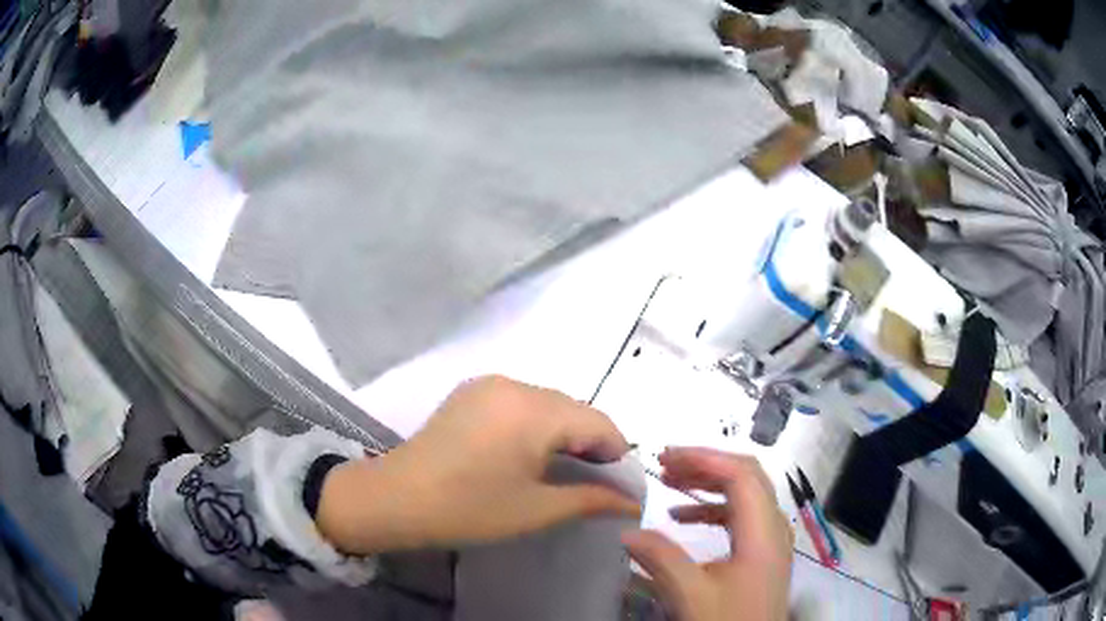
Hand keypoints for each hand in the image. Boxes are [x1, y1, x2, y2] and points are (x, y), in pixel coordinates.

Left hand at [317, 375, 640, 554]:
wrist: (395, 498)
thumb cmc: (469, 509)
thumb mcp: (536, 510)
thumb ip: (591, 499)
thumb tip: (631, 501)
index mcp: (535, 410)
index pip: (599, 422)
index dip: (616, 453)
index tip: (617, 486)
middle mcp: (515, 384)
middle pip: (573, 409)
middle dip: (590, 442)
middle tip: (591, 483)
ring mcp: (489, 384)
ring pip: (547, 403)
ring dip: (563, 432)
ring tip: (559, 469)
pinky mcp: (470, 392)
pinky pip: (520, 401)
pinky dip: (535, 423)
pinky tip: (526, 452)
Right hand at [622, 448, 792, 620]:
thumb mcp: (691, 595)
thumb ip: (661, 559)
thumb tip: (626, 531)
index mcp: (763, 532)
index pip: (741, 475)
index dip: (704, 458)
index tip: (665, 455)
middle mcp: (773, 527)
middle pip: (747, 477)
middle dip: (706, 465)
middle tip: (665, 464)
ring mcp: (770, 540)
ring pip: (745, 495)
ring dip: (708, 485)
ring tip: (670, 484)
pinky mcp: (763, 553)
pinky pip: (741, 517)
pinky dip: (713, 509)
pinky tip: (684, 518)